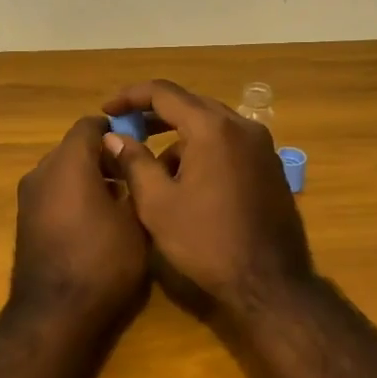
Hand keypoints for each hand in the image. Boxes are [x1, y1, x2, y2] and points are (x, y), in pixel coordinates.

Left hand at [11, 116, 150, 330]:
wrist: (54, 314)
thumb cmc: (103, 261)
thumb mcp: (135, 220)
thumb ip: (136, 181)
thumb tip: (135, 161)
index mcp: (68, 162)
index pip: (89, 125)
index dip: (116, 129)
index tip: (139, 142)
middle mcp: (42, 171)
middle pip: (74, 147)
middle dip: (103, 155)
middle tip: (134, 174)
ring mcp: (28, 197)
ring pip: (62, 171)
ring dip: (88, 177)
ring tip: (120, 201)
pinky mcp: (25, 220)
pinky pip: (52, 193)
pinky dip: (72, 195)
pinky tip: (96, 221)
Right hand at [100, 80, 314, 320]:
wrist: (270, 284)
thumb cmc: (207, 242)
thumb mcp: (158, 204)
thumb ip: (134, 162)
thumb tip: (114, 137)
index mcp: (213, 128)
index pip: (164, 93)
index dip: (130, 97)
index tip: (106, 111)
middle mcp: (242, 126)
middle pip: (190, 105)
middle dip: (155, 116)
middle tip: (126, 132)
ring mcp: (261, 146)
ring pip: (210, 125)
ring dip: (179, 137)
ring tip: (154, 169)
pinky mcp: (270, 166)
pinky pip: (229, 143)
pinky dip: (203, 149)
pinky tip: (187, 181)